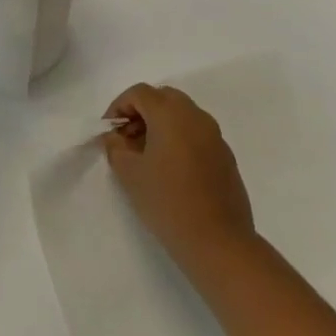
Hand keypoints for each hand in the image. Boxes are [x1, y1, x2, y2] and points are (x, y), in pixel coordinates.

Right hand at [103, 84, 255, 274]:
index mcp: (171, 113)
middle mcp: (196, 116)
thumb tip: (115, 137)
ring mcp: (215, 135)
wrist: (218, 242)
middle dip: (141, 112)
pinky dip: (179, 139)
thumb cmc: (167, 202)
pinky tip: (171, 170)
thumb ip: (115, 147)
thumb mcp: (129, 174)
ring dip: (161, 125)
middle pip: (163, 98)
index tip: (109, 132)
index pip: (139, 93)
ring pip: (182, 114)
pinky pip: (197, 133)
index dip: (119, 107)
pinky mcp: (225, 156)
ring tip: (147, 156)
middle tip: (127, 139)